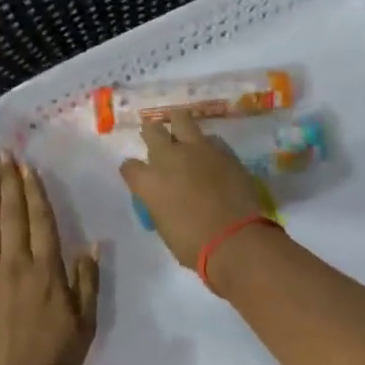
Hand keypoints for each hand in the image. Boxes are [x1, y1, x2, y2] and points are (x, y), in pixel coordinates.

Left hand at [0, 154, 99, 364]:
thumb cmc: (54, 361)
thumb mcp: (85, 324)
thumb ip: (87, 281)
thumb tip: (91, 243)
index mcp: (46, 272)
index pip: (40, 221)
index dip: (34, 191)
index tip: (28, 167)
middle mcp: (14, 266)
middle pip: (11, 216)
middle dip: (8, 183)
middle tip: (3, 155)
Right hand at [118, 113, 272, 271]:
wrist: (235, 240)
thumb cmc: (193, 244)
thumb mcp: (164, 225)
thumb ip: (159, 202)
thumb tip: (164, 196)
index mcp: (149, 181)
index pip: (129, 166)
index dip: (133, 170)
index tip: (139, 175)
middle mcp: (169, 158)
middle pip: (152, 130)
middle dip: (152, 133)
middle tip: (157, 139)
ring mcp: (198, 150)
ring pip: (182, 119)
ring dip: (179, 127)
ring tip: (183, 135)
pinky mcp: (224, 151)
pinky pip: (210, 139)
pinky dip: (206, 145)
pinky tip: (210, 156)